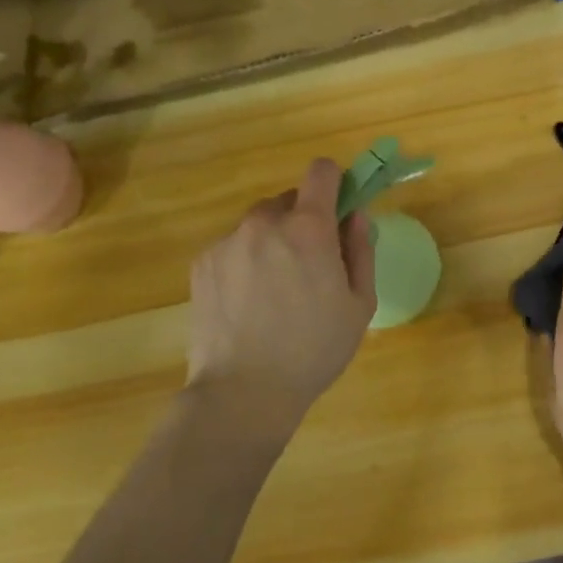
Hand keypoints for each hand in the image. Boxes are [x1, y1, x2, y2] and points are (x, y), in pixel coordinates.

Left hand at [187, 159, 376, 434]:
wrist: (244, 391)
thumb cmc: (314, 349)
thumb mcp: (360, 304)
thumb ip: (361, 250)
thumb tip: (355, 216)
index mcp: (308, 228)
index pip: (321, 172)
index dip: (335, 182)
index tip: (340, 206)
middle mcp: (264, 223)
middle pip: (289, 201)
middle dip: (303, 221)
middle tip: (310, 265)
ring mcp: (227, 242)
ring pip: (259, 225)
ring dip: (272, 241)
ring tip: (275, 292)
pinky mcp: (202, 263)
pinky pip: (233, 248)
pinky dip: (245, 262)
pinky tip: (248, 304)